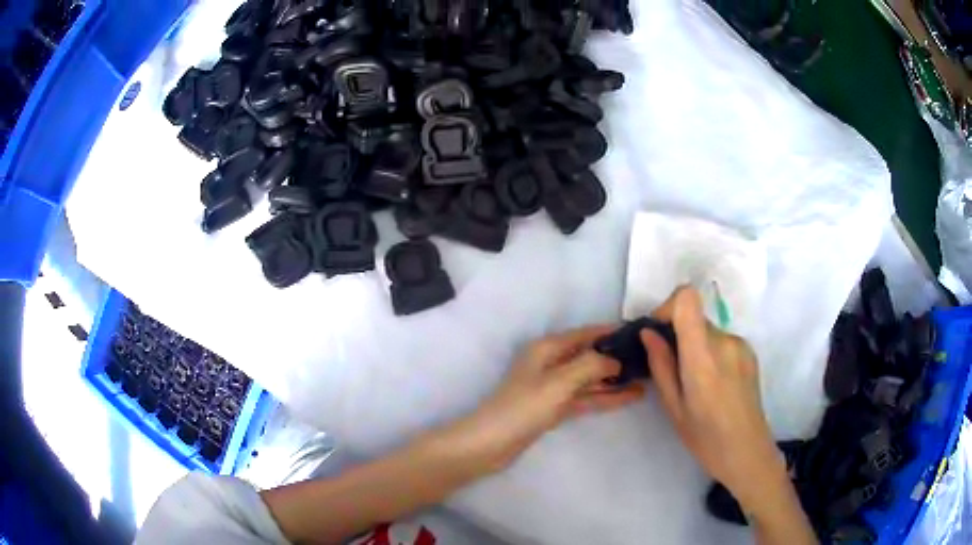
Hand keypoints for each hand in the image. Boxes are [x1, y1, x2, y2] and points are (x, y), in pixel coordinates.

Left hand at [451, 326, 646, 471]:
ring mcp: (553, 387)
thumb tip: (615, 360)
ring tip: (646, 379)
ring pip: (590, 378)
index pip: (586, 333)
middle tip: (649, 360)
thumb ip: (591, 365)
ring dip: (615, 379)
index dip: (611, 332)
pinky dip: (605, 397)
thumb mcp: (560, 381)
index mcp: (548, 347)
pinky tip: (628, 397)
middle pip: (590, 355)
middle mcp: (551, 363)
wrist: (491, 443)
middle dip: (617, 358)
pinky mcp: (554, 408)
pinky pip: (585, 397)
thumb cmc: (523, 407)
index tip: (640, 333)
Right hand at [641, 287, 786, 516]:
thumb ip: (661, 365)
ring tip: (695, 382)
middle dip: (678, 333)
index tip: (659, 332)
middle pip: (695, 316)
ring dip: (695, 345)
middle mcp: (725, 341)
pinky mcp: (749, 351)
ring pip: (707, 330)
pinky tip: (713, 383)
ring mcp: (740, 344)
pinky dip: (710, 352)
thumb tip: (649, 333)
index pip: (687, 298)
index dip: (668, 307)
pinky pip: (721, 340)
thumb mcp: (673, 406)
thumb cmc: (704, 437)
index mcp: (703, 356)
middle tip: (671, 367)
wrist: (747, 450)